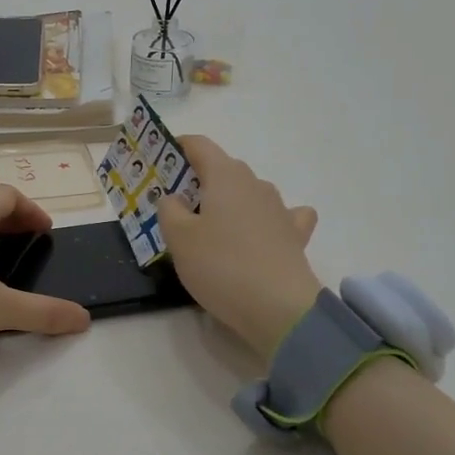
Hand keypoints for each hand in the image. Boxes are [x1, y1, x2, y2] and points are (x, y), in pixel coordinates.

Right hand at [157, 136, 321, 359]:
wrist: (279, 308)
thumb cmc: (220, 265)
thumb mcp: (178, 238)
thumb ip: (169, 210)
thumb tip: (175, 198)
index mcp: (225, 176)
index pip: (199, 145)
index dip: (177, 147)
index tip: (160, 160)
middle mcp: (255, 183)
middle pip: (223, 169)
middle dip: (199, 180)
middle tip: (176, 205)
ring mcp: (279, 208)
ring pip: (249, 192)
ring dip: (230, 201)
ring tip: (212, 227)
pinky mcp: (295, 235)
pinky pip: (281, 216)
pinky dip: (268, 219)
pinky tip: (263, 233)